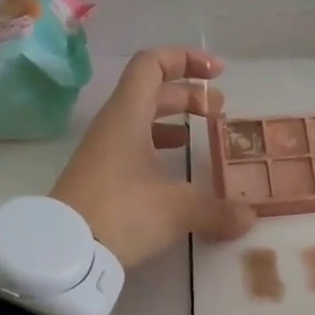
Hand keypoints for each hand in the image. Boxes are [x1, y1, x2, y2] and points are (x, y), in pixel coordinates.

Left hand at [52, 48, 256, 267]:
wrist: (65, 253)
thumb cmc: (122, 213)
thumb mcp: (178, 209)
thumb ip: (217, 209)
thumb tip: (249, 218)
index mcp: (128, 116)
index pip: (152, 64)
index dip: (187, 60)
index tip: (218, 74)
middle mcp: (113, 127)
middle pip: (151, 92)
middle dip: (188, 95)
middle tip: (219, 111)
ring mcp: (103, 153)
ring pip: (141, 121)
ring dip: (173, 121)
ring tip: (200, 135)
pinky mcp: (99, 180)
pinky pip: (133, 149)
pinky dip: (158, 149)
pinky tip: (176, 172)